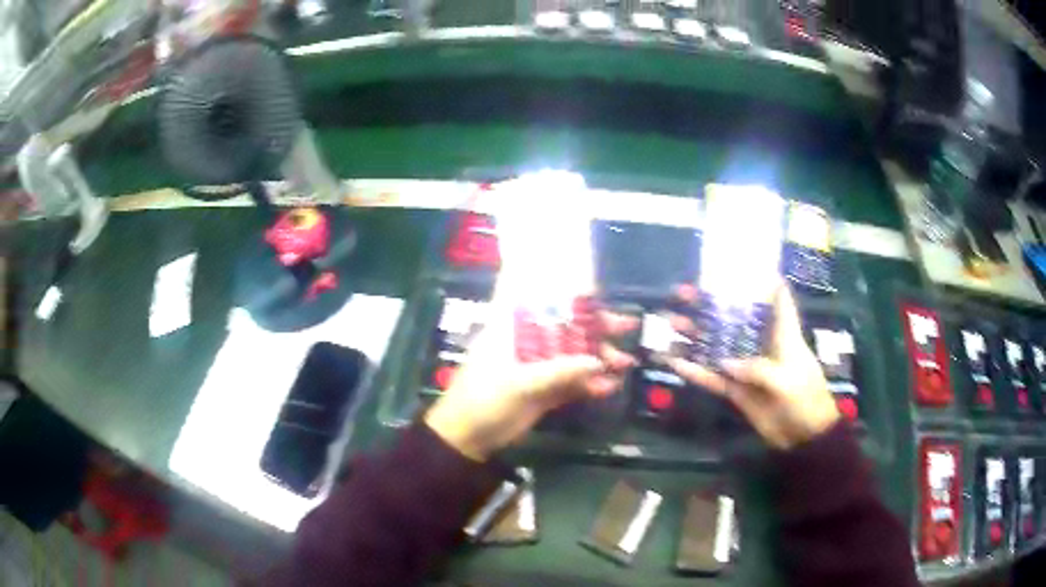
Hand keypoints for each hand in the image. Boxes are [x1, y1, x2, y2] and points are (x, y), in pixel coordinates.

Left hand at [425, 298, 637, 461]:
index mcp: (513, 329)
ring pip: (572, 356)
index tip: (597, 289)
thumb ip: (559, 372)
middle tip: (627, 326)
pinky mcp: (542, 390)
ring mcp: (536, 367)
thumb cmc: (484, 399)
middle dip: (596, 328)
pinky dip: (588, 385)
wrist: (467, 438)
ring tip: (626, 364)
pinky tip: (609, 388)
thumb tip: (598, 362)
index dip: (566, 292)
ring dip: (598, 359)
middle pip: (565, 328)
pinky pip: (570, 383)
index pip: (540, 300)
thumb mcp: (520, 384)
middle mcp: (527, 343)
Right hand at [666, 284, 838, 450]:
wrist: (804, 437)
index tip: (738, 262)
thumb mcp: (787, 380)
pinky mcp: (736, 390)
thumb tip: (722, 362)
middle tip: (682, 293)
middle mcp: (761, 344)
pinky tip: (672, 362)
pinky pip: (711, 378)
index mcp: (782, 333)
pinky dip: (693, 371)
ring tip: (669, 322)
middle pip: (733, 318)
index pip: (776, 297)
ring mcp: (745, 367)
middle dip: (709, 305)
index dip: (762, 277)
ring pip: (716, 345)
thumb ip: (756, 368)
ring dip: (694, 335)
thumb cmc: (805, 398)